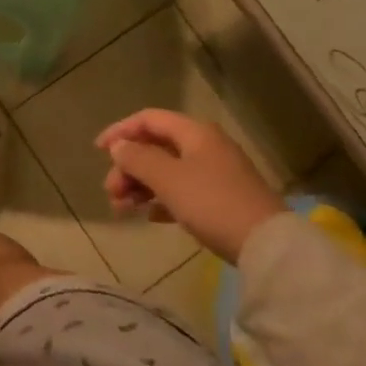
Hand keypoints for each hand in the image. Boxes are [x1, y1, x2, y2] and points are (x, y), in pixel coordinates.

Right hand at [97, 108, 285, 263]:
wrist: (267, 246)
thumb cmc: (212, 203)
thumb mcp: (168, 179)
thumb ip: (138, 158)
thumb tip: (119, 146)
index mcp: (194, 132)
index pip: (149, 119)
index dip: (120, 131)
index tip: (98, 152)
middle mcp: (205, 146)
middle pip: (156, 147)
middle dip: (129, 167)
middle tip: (111, 192)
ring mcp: (216, 173)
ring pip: (167, 170)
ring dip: (141, 185)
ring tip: (122, 209)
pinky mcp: (222, 199)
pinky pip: (182, 191)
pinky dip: (162, 199)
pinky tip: (150, 217)